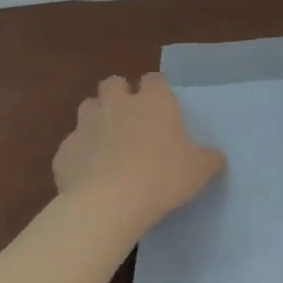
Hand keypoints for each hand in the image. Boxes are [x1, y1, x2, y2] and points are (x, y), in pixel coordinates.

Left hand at [53, 73, 224, 231]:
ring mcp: (87, 124)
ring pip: (88, 107)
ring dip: (96, 118)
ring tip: (107, 141)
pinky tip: (89, 172)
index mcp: (154, 102)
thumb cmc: (162, 178)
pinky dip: (80, 152)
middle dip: (119, 94)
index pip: (154, 80)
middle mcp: (118, 104)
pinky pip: (73, 144)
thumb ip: (209, 159)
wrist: (109, 202)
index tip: (161, 105)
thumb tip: (216, 157)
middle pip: (114, 83)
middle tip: (130, 118)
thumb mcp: (199, 171)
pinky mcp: (65, 149)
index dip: (156, 89)